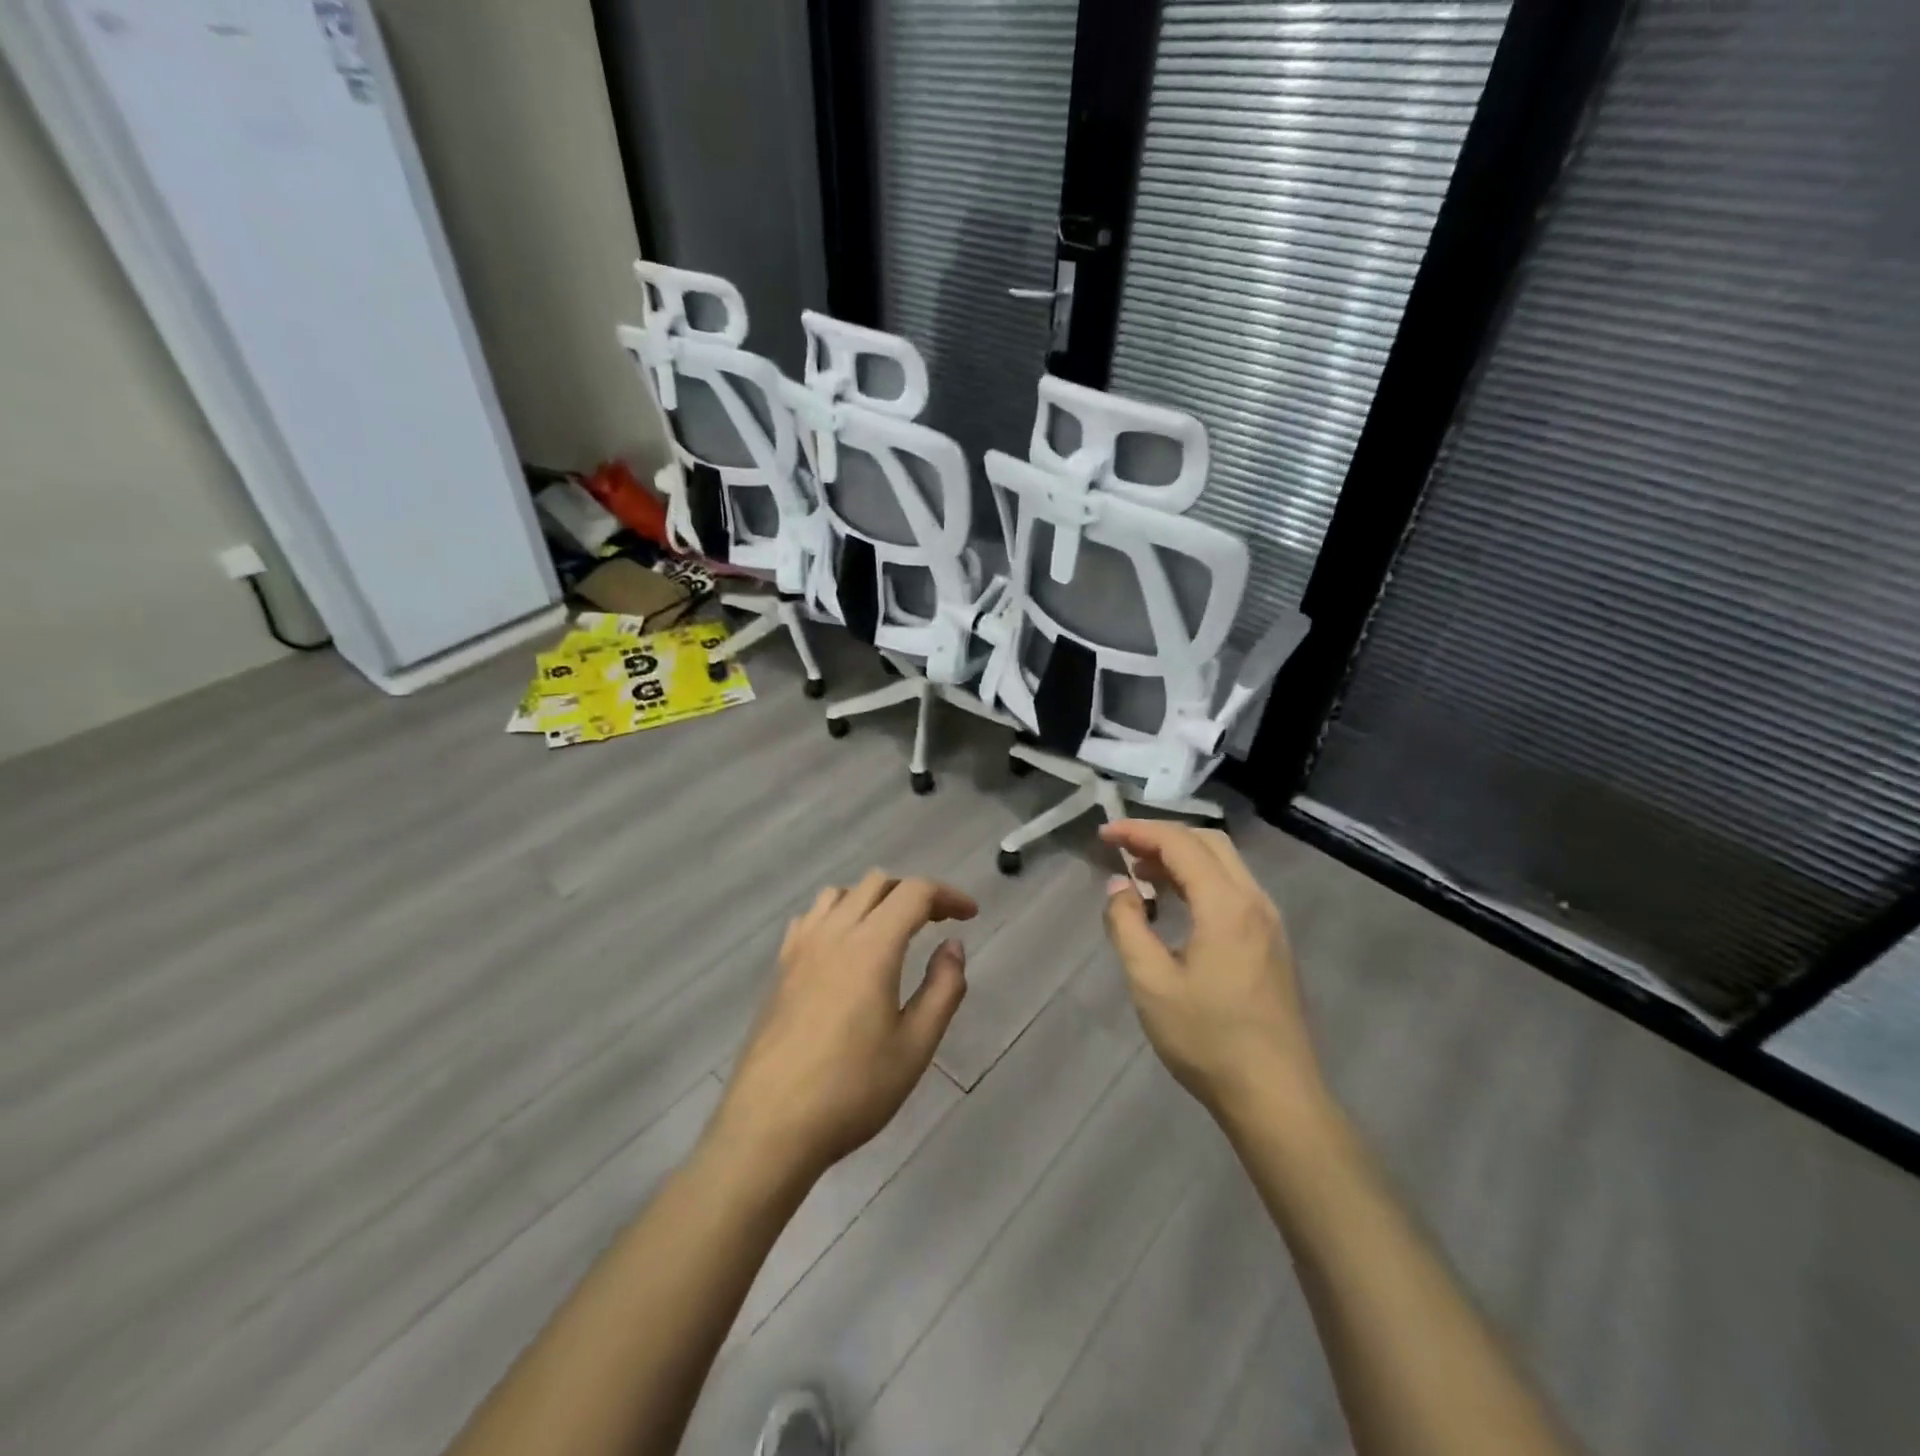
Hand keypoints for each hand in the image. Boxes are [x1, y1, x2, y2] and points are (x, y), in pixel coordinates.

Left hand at [708, 870, 976, 1189]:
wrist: (770, 1126)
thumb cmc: (852, 1090)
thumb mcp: (915, 1046)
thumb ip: (943, 988)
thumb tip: (952, 945)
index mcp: (872, 946)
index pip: (915, 892)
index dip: (948, 895)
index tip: (970, 916)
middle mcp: (834, 933)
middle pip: (877, 882)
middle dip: (914, 893)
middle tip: (937, 923)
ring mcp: (800, 948)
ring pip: (840, 893)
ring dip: (873, 899)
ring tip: (892, 931)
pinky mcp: (779, 968)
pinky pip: (810, 917)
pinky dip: (837, 915)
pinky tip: (844, 948)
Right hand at [1099, 821, 1324, 1125]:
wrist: (1276, 1096)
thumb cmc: (1207, 1039)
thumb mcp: (1151, 983)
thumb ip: (1127, 925)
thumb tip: (1119, 885)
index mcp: (1226, 905)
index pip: (1180, 844)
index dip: (1138, 832)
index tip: (1103, 834)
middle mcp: (1255, 901)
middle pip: (1209, 843)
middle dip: (1162, 837)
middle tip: (1123, 850)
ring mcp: (1269, 922)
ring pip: (1225, 865)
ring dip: (1183, 858)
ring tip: (1142, 874)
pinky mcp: (1272, 943)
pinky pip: (1234, 890)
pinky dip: (1200, 880)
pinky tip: (1176, 905)